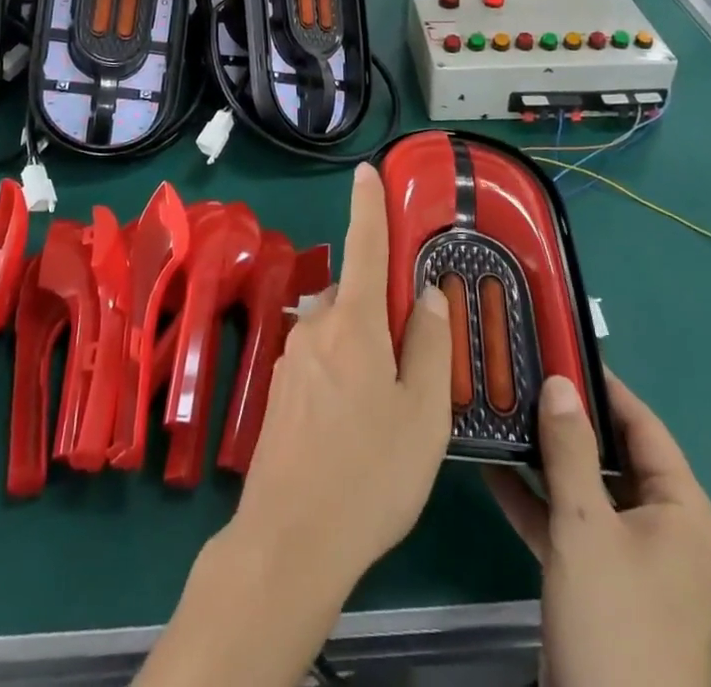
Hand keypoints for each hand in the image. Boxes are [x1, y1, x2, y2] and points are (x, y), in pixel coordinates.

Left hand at [229, 161, 453, 596]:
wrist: (289, 541)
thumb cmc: (369, 475)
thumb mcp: (422, 415)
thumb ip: (430, 348)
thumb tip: (429, 296)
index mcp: (353, 323)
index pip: (365, 246)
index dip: (367, 205)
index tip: (365, 170)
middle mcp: (316, 328)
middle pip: (357, 298)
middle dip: (384, 313)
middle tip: (414, 363)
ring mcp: (292, 360)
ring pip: (339, 333)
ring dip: (364, 349)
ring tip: (389, 409)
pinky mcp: (280, 393)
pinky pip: (322, 362)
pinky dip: (344, 373)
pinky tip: (356, 428)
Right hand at [487, 370, 710, 686]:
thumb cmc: (615, 625)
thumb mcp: (586, 527)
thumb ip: (570, 450)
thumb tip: (559, 382)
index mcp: (683, 513)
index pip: (643, 426)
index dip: (603, 386)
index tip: (558, 348)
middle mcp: (666, 531)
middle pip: (614, 457)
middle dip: (566, 420)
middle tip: (520, 376)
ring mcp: (634, 563)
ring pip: (588, 492)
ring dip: (547, 459)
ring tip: (501, 412)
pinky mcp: (604, 589)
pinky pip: (572, 529)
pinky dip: (538, 503)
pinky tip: (492, 472)